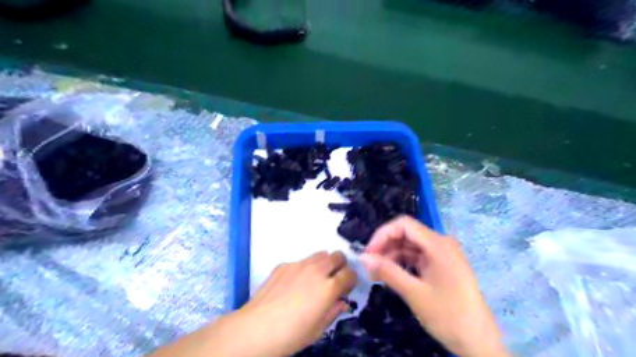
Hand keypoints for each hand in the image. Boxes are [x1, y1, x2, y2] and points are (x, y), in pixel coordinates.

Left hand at [149, 251, 355, 356]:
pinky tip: (294, 284)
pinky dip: (304, 268)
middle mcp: (317, 270)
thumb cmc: (291, 334)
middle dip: (340, 266)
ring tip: (315, 279)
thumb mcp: (319, 329)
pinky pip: (301, 261)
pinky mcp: (284, 264)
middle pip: (337, 256)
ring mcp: (299, 265)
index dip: (351, 280)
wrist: (257, 328)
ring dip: (324, 263)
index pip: (350, 274)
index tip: (347, 287)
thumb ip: (334, 311)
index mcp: (329, 287)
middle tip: (334, 279)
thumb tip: (342, 302)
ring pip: (320, 254)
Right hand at [363, 215, 507, 356]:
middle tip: (369, 264)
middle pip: (407, 234)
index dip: (383, 234)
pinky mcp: (442, 266)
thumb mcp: (414, 293)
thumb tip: (363, 258)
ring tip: (376, 272)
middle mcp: (441, 243)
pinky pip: (418, 257)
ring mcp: (443, 255)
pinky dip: (403, 263)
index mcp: (438, 244)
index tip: (368, 252)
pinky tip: (391, 275)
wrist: (479, 343)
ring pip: (410, 246)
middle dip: (386, 246)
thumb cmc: (448, 315)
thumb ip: (387, 271)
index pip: (404, 225)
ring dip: (392, 256)